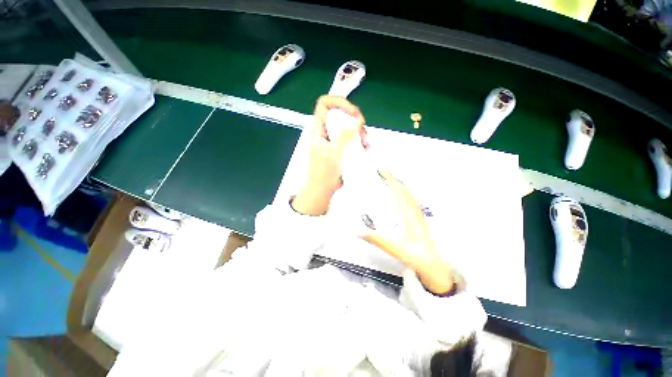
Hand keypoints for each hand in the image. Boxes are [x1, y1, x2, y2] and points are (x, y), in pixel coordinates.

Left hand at [292, 95, 366, 215]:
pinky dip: (360, 140)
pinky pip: (352, 137)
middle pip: (341, 114)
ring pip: (349, 126)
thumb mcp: (334, 152)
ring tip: (364, 142)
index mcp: (319, 129)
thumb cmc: (323, 172)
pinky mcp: (341, 147)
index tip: (352, 112)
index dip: (339, 102)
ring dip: (359, 131)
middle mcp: (326, 131)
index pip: (325, 104)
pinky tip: (364, 147)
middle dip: (354, 120)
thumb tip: (357, 120)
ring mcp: (334, 139)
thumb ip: (345, 135)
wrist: (323, 188)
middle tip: (361, 130)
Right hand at [362, 171, 453, 293]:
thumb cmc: (415, 254)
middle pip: (402, 188)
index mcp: (407, 213)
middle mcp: (412, 209)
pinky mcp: (416, 217)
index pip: (397, 190)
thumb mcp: (392, 246)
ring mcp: (415, 213)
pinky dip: (402, 192)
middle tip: (381, 170)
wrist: (432, 263)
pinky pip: (409, 199)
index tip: (380, 169)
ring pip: (406, 193)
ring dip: (397, 183)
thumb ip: (374, 238)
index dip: (389, 178)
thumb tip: (356, 230)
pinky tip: (398, 194)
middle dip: (391, 177)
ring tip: (387, 178)